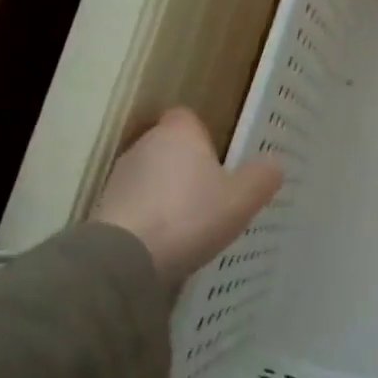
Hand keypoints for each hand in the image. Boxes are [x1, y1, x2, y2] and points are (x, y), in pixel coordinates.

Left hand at [91, 108, 282, 285]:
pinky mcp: (104, 209)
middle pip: (171, 148)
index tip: (222, 160)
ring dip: (169, 193)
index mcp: (178, 133)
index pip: (189, 118)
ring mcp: (120, 177)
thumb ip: (263, 177)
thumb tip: (273, 164)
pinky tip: (168, 241)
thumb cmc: (190, 216)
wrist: (125, 259)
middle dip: (189, 166)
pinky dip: (151, 216)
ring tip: (193, 223)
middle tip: (215, 194)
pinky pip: (137, 204)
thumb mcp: (243, 198)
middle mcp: (144, 145)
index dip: (205, 136)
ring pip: (153, 176)